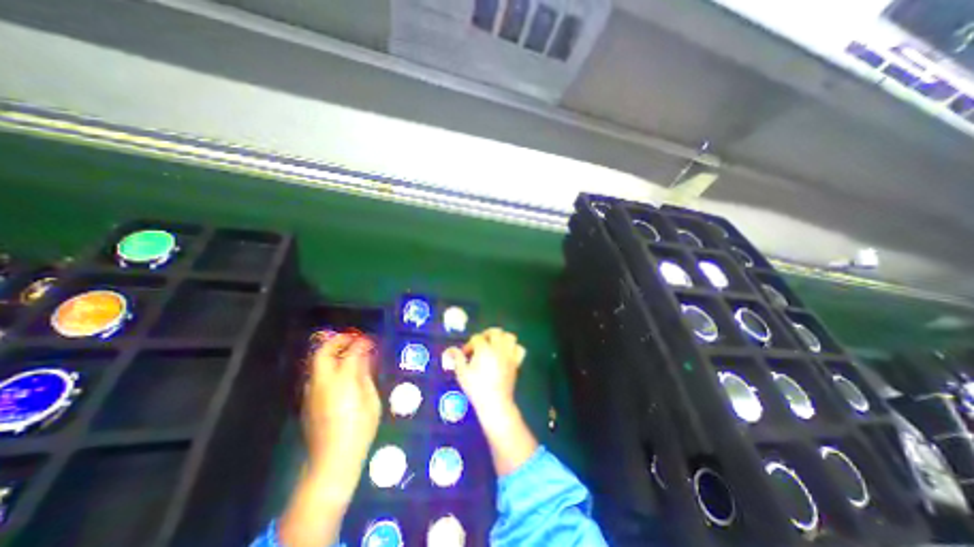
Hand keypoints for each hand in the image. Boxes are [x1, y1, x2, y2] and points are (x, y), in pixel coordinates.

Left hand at [303, 333, 379, 474]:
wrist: (332, 459)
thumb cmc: (360, 428)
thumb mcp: (370, 399)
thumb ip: (365, 375)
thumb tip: (364, 357)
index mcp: (342, 380)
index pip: (351, 352)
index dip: (361, 342)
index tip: (370, 340)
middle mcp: (322, 381)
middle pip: (323, 352)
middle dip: (337, 341)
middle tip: (352, 339)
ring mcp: (311, 391)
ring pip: (316, 362)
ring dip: (330, 352)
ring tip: (346, 352)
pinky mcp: (307, 401)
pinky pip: (316, 374)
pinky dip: (327, 365)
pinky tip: (339, 372)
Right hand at [445, 328, 524, 420]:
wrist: (495, 403)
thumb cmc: (476, 388)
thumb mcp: (462, 373)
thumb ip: (457, 358)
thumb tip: (451, 349)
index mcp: (484, 349)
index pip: (477, 338)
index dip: (469, 344)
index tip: (465, 354)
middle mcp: (498, 349)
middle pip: (495, 332)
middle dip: (486, 334)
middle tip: (480, 343)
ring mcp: (509, 355)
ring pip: (509, 337)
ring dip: (502, 338)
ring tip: (494, 345)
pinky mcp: (516, 362)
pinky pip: (519, 349)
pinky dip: (514, 348)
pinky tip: (507, 353)